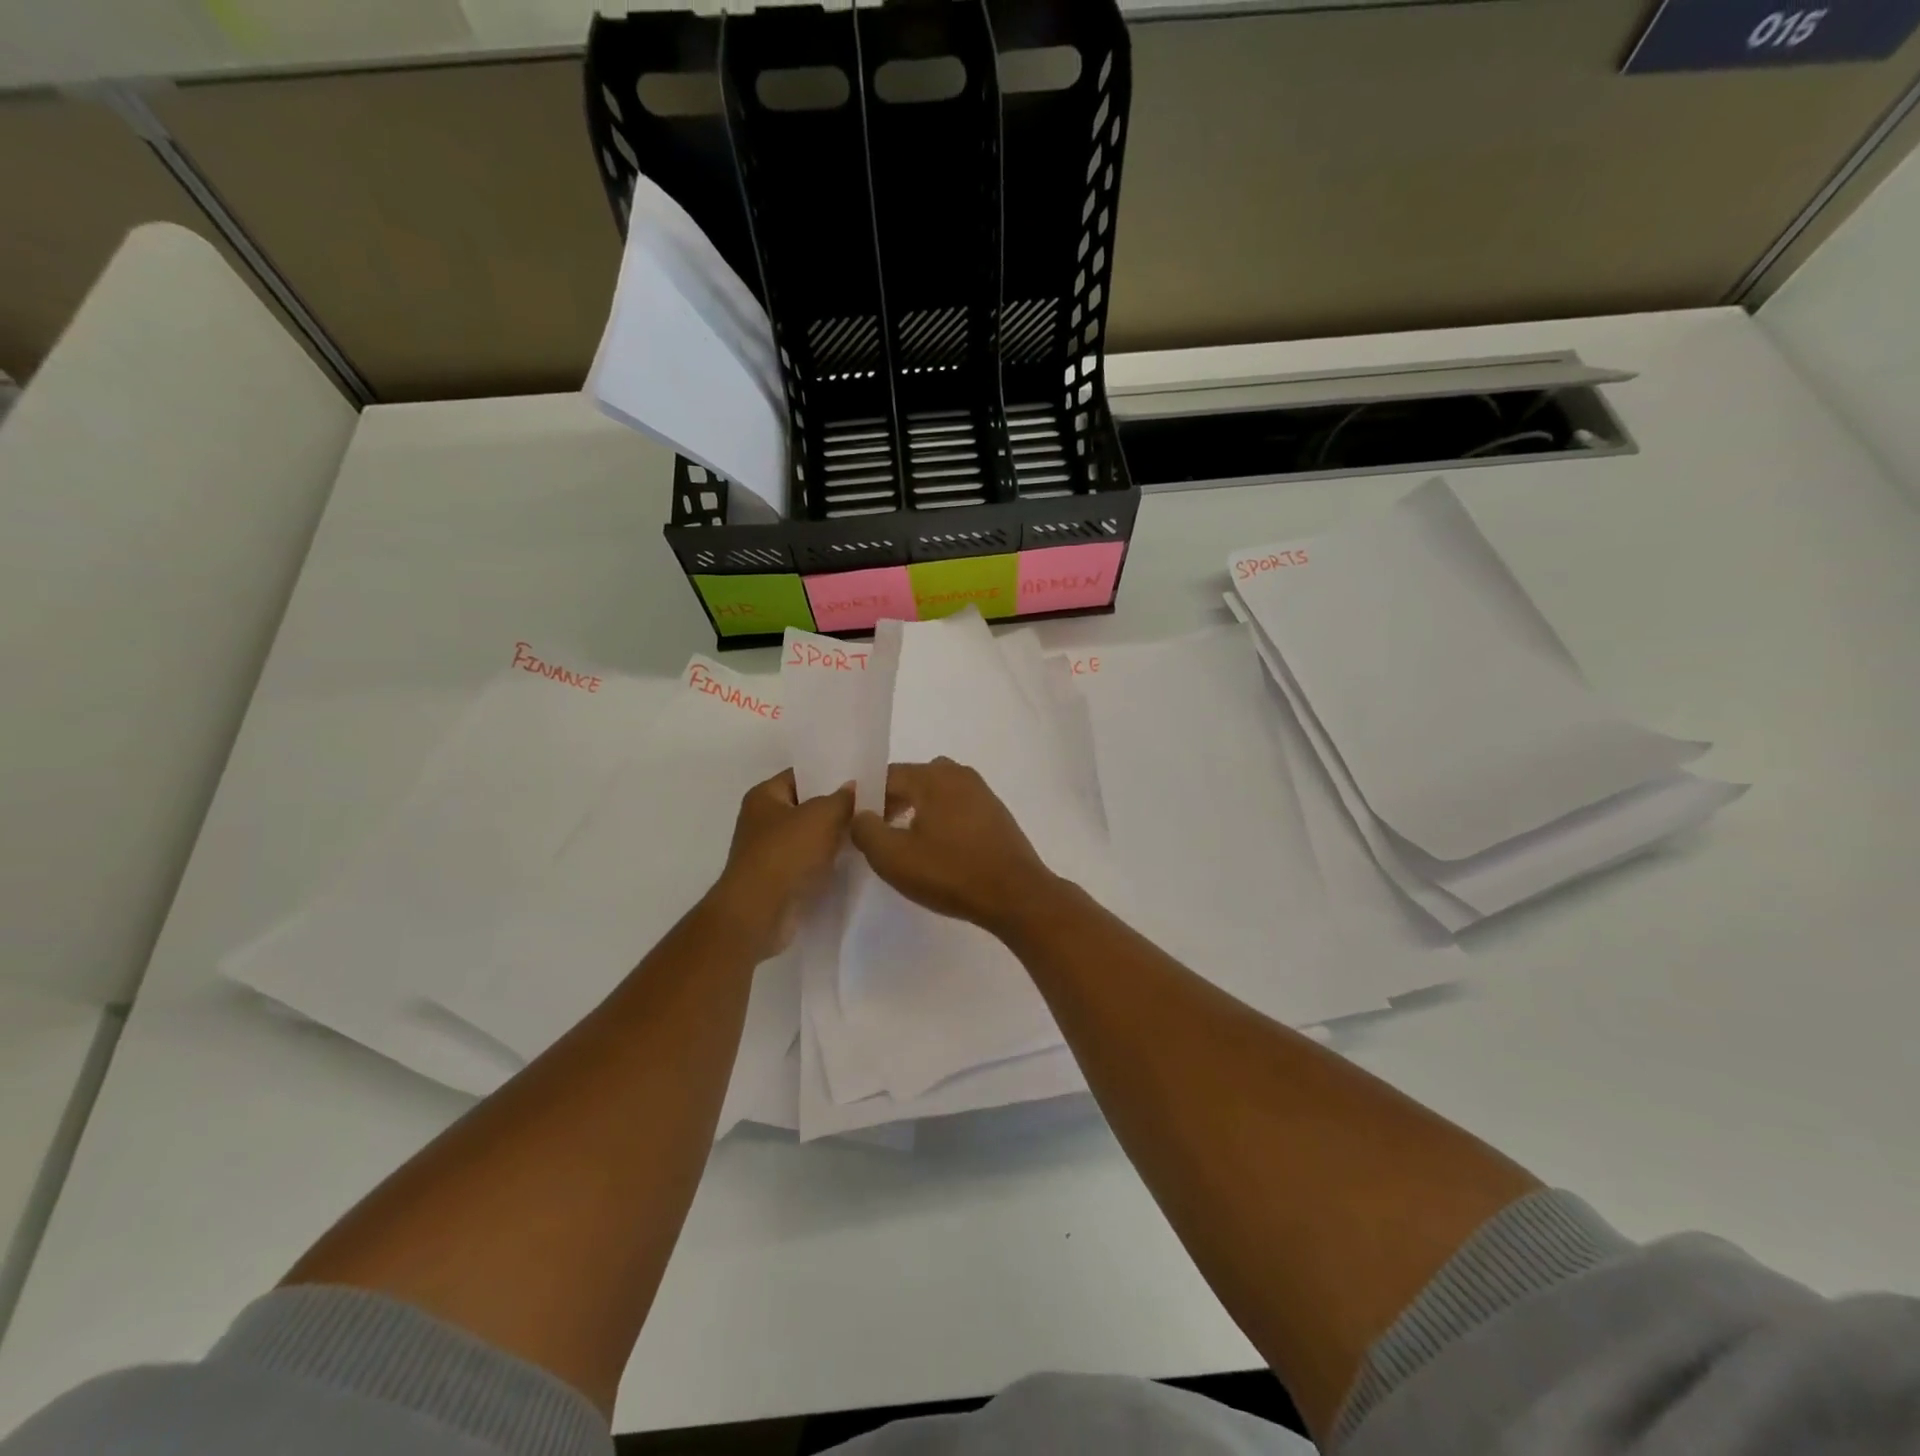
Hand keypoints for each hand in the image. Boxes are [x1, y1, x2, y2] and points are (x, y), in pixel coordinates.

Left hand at [709, 770, 853, 959]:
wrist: (760, 912)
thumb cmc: (786, 853)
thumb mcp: (822, 816)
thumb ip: (842, 798)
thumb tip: (853, 787)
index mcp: (764, 796)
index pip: (801, 775)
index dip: (830, 773)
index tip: (862, 777)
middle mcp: (763, 820)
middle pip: (807, 805)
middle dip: (837, 805)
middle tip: (872, 803)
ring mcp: (770, 851)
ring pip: (810, 834)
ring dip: (834, 835)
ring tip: (868, 829)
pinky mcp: (780, 878)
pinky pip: (810, 860)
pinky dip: (828, 859)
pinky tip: (853, 857)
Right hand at [849, 758, 1059, 935]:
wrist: (1016, 895)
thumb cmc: (951, 873)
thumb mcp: (893, 858)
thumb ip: (866, 830)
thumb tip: (860, 814)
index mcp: (933, 776)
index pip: (887, 776)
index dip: (866, 799)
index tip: (858, 826)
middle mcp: (958, 774)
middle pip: (912, 780)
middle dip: (891, 803)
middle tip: (878, 835)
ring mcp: (981, 792)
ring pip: (936, 792)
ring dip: (917, 810)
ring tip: (906, 843)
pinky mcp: (995, 813)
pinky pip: (956, 805)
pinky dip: (940, 818)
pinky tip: (938, 848)